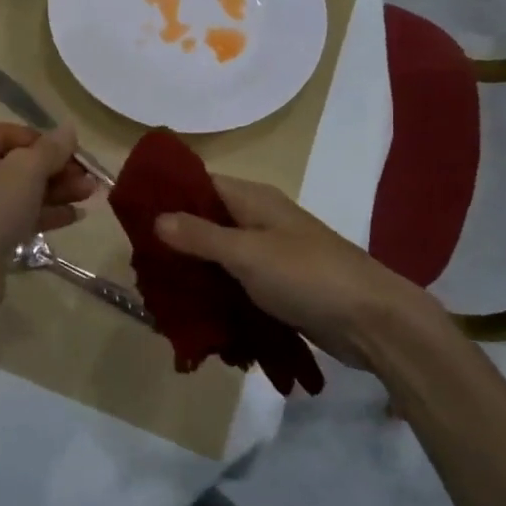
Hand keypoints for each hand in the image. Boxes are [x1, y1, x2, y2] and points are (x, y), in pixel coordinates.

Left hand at [0, 123, 96, 304]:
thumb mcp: (27, 172)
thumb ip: (51, 148)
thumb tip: (69, 129)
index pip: (5, 133)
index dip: (44, 142)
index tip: (75, 154)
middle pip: (10, 164)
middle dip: (53, 171)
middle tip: (87, 179)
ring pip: (10, 192)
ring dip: (51, 193)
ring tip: (89, 196)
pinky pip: (3, 216)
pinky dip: (35, 214)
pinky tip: (72, 217)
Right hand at [155, 176, 437, 368]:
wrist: (372, 321)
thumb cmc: (307, 275)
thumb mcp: (247, 253)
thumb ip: (201, 236)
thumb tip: (157, 218)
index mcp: (254, 200)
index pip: (201, 185)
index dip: (168, 196)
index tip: (133, 218)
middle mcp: (260, 221)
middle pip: (208, 221)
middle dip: (176, 241)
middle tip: (143, 266)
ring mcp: (271, 255)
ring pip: (221, 256)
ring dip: (196, 273)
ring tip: (161, 294)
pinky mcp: (280, 287)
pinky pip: (238, 284)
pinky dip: (218, 295)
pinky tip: (195, 314)